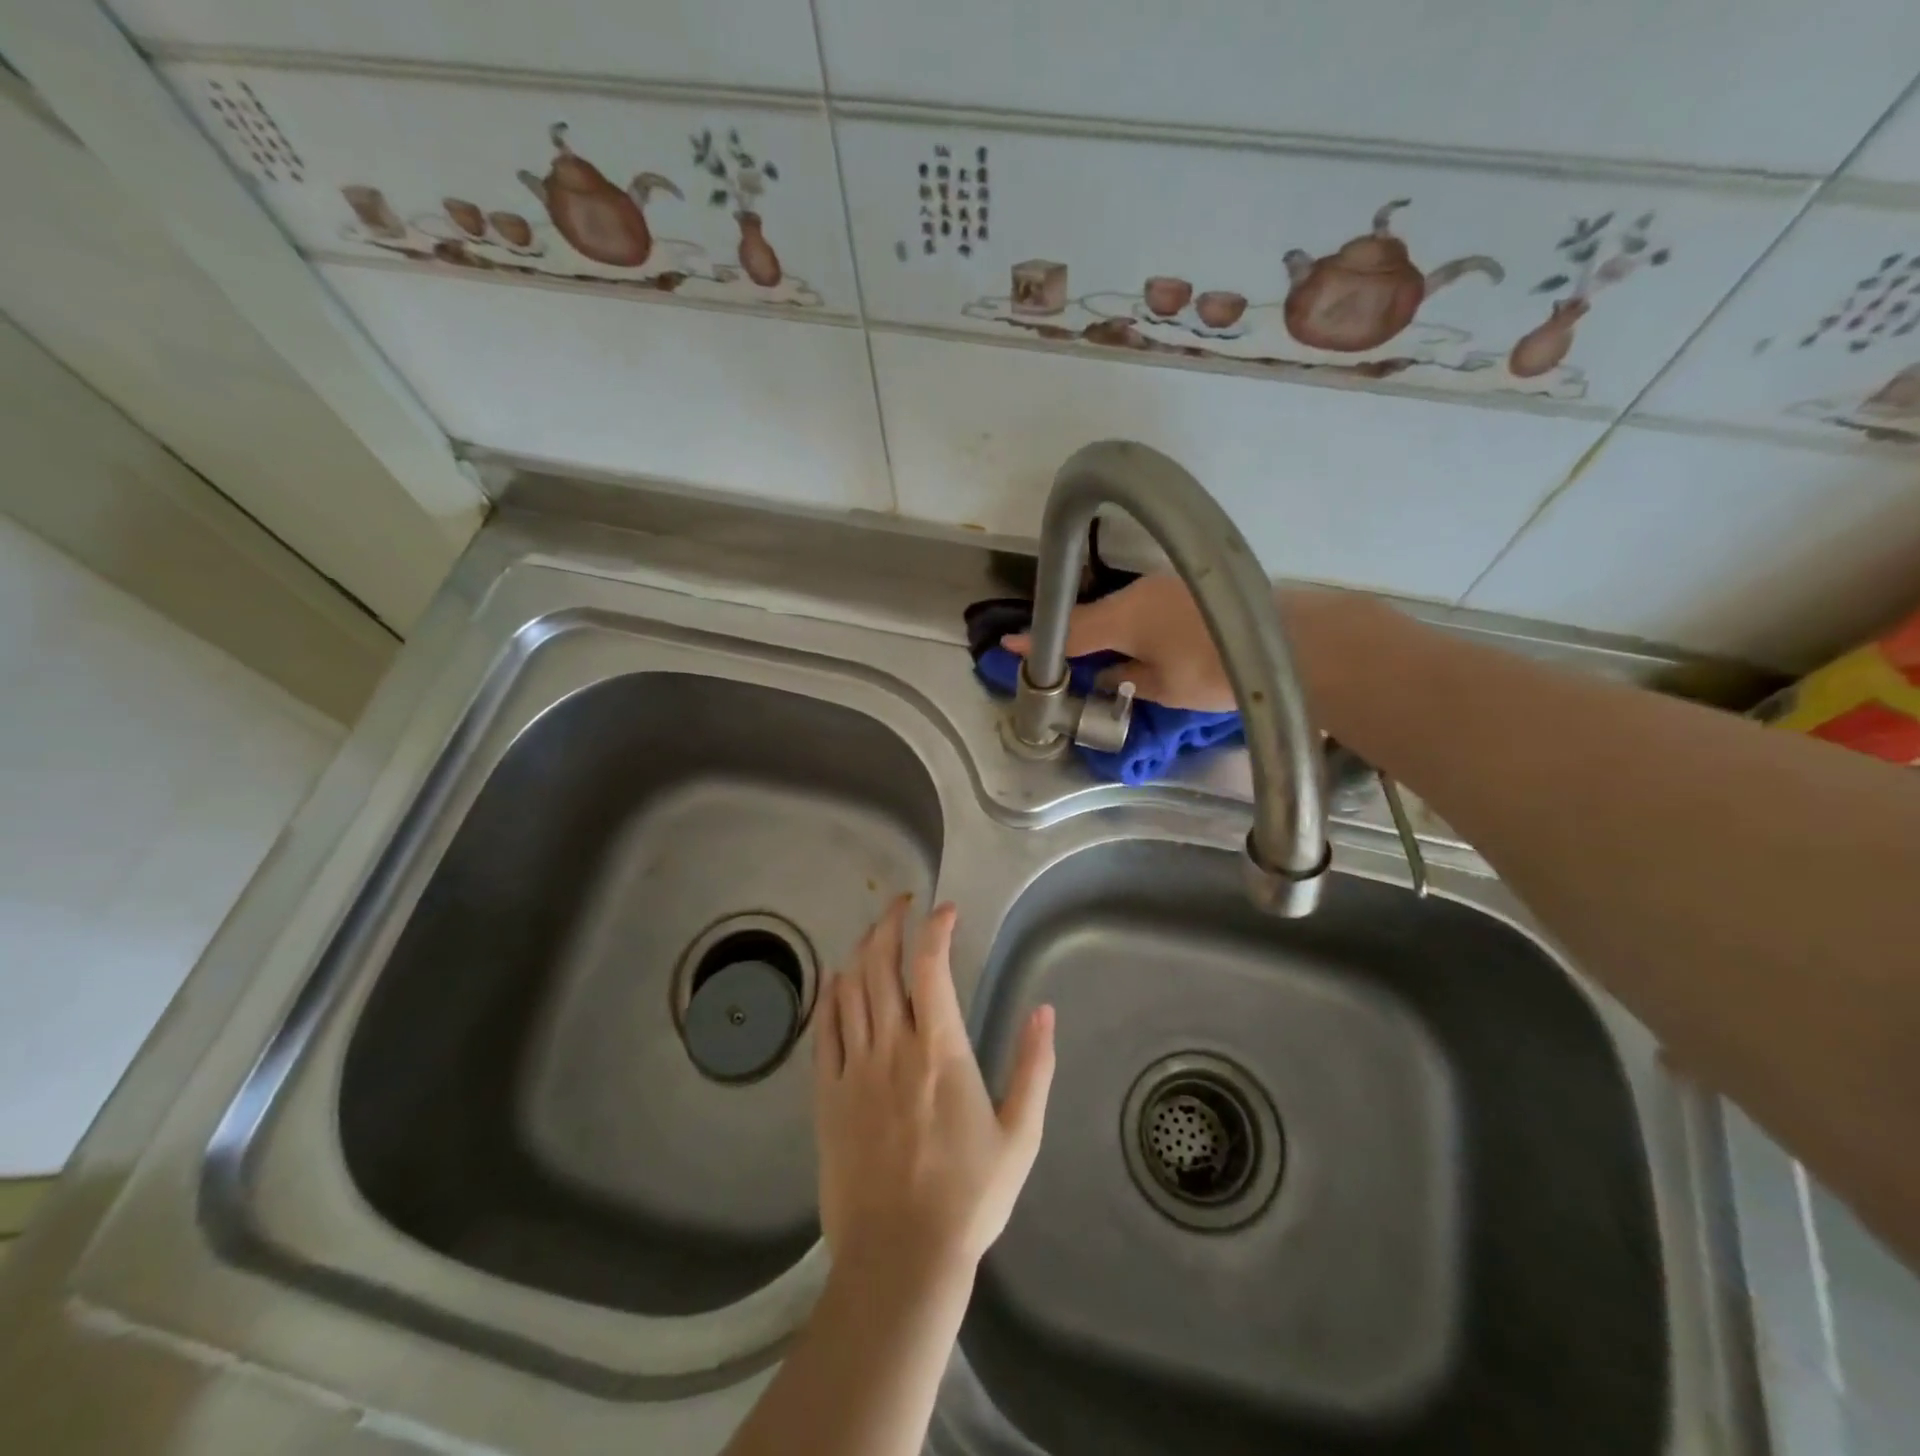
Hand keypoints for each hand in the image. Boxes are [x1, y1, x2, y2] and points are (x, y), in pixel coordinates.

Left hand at [813, 897, 1055, 1276]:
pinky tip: (838, 979)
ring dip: (862, 950)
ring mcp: (853, 1069)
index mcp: (939, 1051)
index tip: (946, 910)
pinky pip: (824, 1030)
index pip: (930, 966)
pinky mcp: (827, 1095)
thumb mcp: (1020, 1135)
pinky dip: (831, 996)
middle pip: (882, 964)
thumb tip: (1045, 1010)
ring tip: (875, 931)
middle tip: (902, 902)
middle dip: (891, 923)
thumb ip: (1034, 1066)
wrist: (899, 1259)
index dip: (935, 928)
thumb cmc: (968, 1197)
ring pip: (851, 989)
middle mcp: (891, 1047)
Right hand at [1002, 575, 1236, 710]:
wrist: (1289, 642)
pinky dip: (1129, 625)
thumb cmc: (1216, 671)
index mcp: (1124, 617)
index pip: (1070, 630)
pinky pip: (1141, 607)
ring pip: (1119, 609)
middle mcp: (1138, 593)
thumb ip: (1125, 679)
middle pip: (1093, 615)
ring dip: (1104, 630)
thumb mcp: (1163, 688)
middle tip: (1055, 658)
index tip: (1009, 645)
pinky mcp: (1186, 589)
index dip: (1039, 641)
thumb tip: (1106, 675)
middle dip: (1072, 635)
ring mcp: (1164, 586)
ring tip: (1094, 656)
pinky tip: (1134, 643)